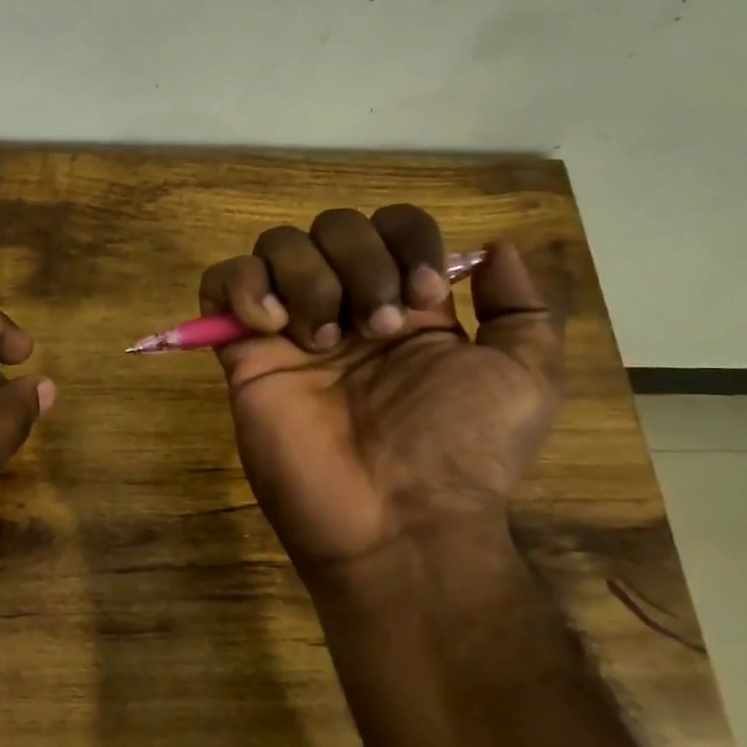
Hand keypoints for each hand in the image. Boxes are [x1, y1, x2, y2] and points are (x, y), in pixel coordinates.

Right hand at [199, 207, 561, 577]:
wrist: (397, 521)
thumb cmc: (462, 451)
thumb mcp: (526, 379)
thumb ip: (522, 308)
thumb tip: (497, 248)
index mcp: (407, 306)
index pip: (393, 225)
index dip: (408, 242)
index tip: (424, 297)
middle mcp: (347, 306)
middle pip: (333, 225)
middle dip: (361, 262)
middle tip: (376, 329)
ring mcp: (291, 329)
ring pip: (277, 245)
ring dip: (307, 277)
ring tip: (323, 341)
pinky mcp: (244, 354)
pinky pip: (220, 283)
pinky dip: (241, 284)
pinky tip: (270, 325)